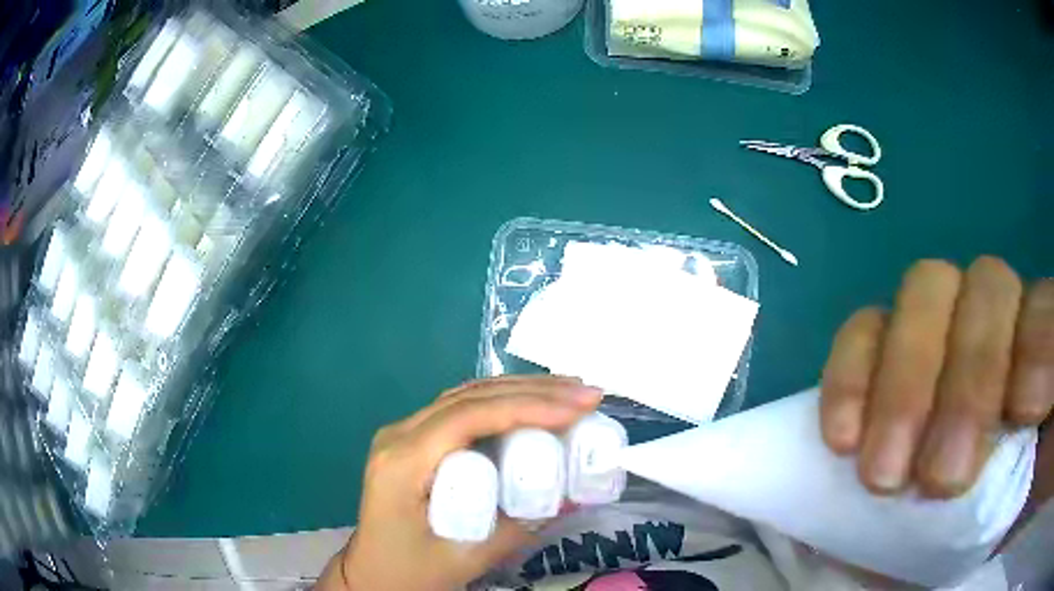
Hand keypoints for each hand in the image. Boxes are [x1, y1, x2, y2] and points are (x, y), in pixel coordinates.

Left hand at [319, 376, 601, 590]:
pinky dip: (502, 402)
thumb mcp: (465, 559)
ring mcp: (403, 434)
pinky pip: (461, 410)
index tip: (579, 409)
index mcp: (403, 462)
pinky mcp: (413, 441)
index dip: (528, 406)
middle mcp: (399, 435)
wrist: (368, 575)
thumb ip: (521, 526)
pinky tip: (533, 404)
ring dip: (520, 390)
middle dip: (534, 391)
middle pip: (470, 396)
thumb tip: (577, 494)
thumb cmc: (409, 572)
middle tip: (588, 395)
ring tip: (572, 392)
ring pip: (466, 395)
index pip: (469, 416)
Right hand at [821, 257, 1052, 497]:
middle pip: (986, 286)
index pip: (1041, 312)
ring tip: (883, 473)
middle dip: (967, 380)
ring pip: (924, 292)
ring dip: (905, 381)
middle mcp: (1001, 316)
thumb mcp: (1040, 462)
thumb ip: (1050, 412)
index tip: (1011, 422)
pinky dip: (851, 374)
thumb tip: (1030, 394)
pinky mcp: (890, 351)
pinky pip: (866, 330)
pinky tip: (842, 437)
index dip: (1032, 354)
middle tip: (935, 481)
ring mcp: (942, 326)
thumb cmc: (1010, 491)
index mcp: (1043, 347)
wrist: (959, 506)